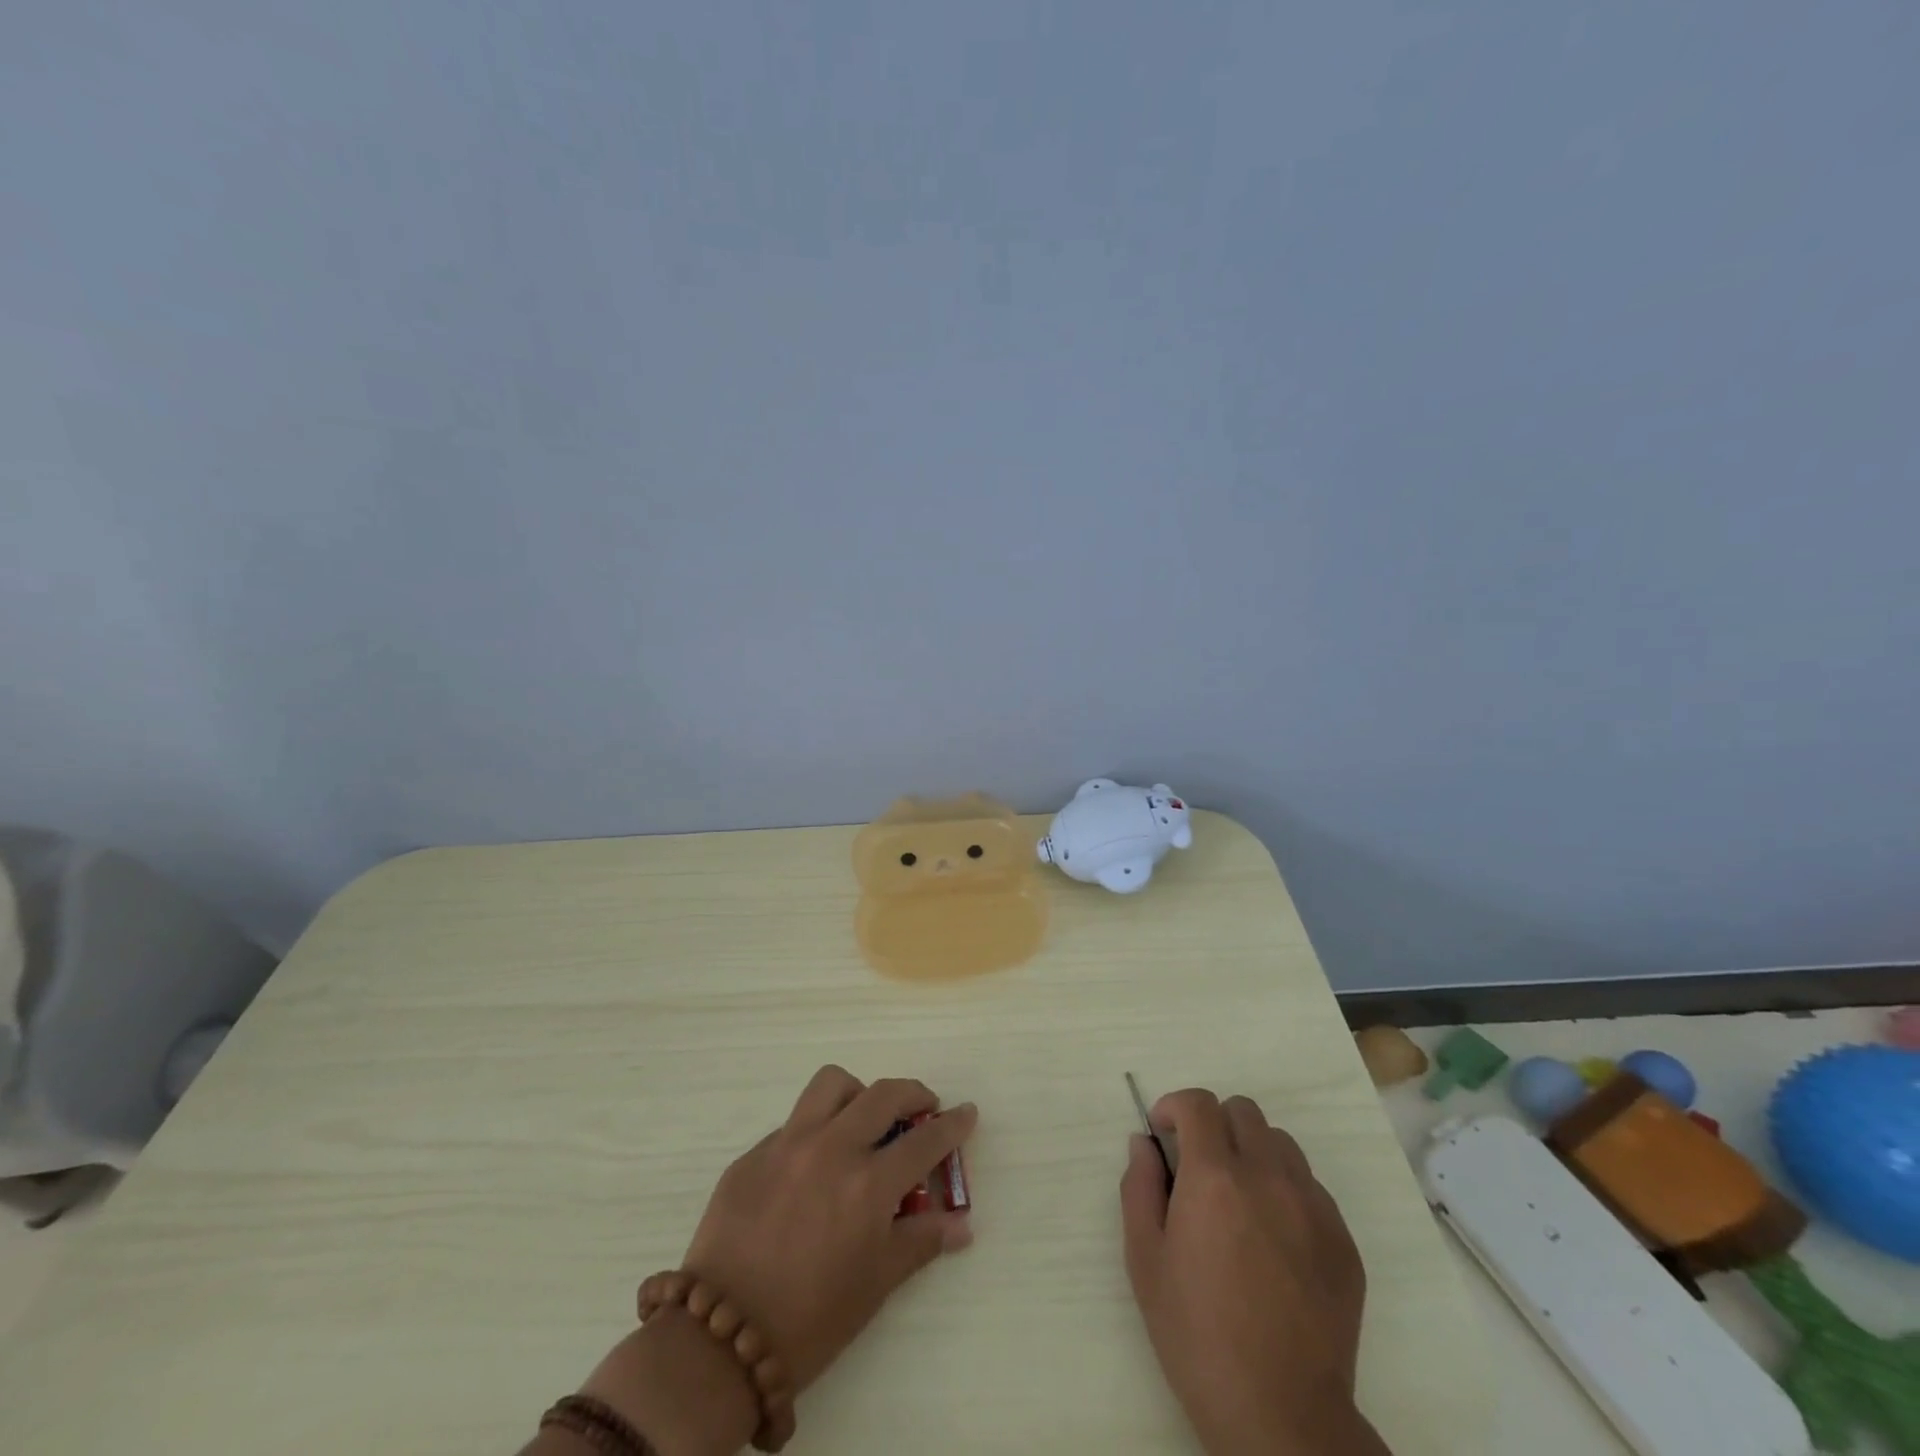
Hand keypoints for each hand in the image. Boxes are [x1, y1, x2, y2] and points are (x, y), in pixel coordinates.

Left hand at [682, 1065, 975, 1392]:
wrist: (720, 1340)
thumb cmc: (811, 1319)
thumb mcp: (875, 1284)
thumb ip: (920, 1241)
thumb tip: (961, 1224)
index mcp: (867, 1184)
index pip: (924, 1140)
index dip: (952, 1125)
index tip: (967, 1113)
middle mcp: (831, 1148)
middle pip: (883, 1094)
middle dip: (913, 1094)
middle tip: (923, 1108)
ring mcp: (787, 1144)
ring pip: (831, 1085)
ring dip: (858, 1094)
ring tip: (863, 1119)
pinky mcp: (752, 1154)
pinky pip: (793, 1123)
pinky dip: (814, 1131)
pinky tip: (811, 1167)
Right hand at [1120, 1090, 1386, 1455]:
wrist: (1281, 1415)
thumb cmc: (1197, 1335)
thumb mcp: (1145, 1259)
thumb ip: (1139, 1186)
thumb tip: (1145, 1143)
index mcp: (1215, 1177)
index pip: (1198, 1104)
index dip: (1175, 1107)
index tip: (1164, 1133)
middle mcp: (1268, 1177)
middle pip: (1243, 1111)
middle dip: (1214, 1125)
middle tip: (1200, 1167)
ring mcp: (1313, 1207)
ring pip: (1280, 1144)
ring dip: (1252, 1152)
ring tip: (1239, 1199)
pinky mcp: (1343, 1240)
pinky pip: (1311, 1188)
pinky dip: (1286, 1191)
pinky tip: (1273, 1239)